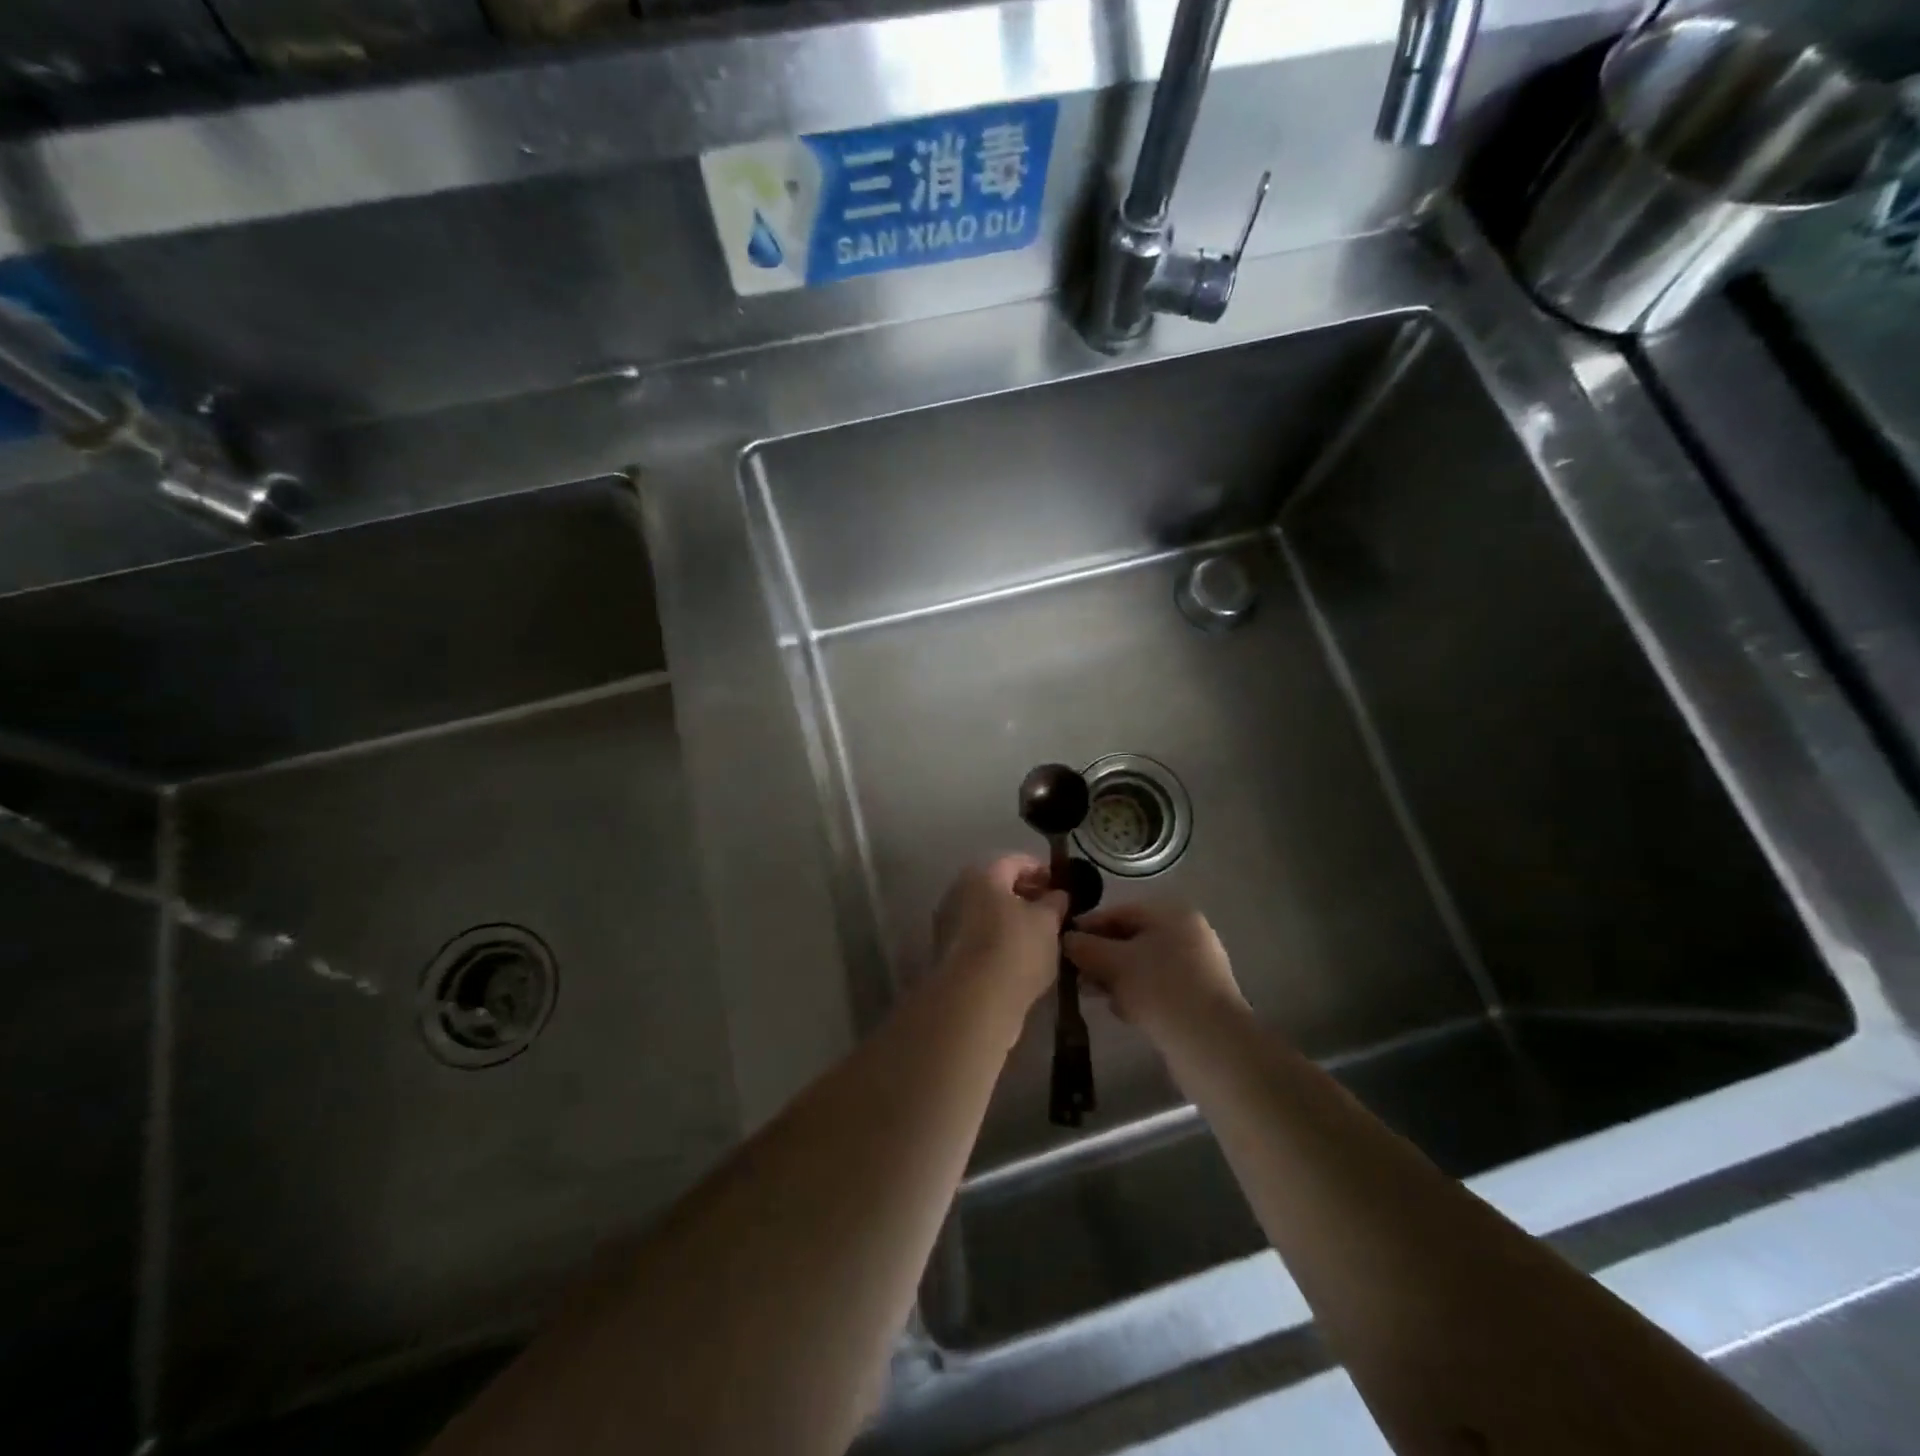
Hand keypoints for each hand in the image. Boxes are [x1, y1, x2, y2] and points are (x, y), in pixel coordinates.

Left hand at [932, 855, 1068, 1008]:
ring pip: (985, 911)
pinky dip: (996, 938)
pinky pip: (977, 934)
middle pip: (996, 885)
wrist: (972, 1002)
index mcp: (982, 874)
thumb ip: (1054, 903)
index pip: (1015, 861)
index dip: (1040, 870)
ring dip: (1010, 918)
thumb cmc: (1015, 949)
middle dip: (1024, 894)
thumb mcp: (1047, 923)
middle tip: (1051, 911)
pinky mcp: (946, 951)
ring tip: (1038, 936)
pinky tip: (1017, 956)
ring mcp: (948, 921)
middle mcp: (958, 891)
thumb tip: (1057, 894)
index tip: (1060, 885)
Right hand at [1063, 899, 1246, 1042]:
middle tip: (1076, 975)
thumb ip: (1085, 947)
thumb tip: (1066, 939)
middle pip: (1131, 939)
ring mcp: (1197, 967)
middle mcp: (1188, 934)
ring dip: (1116, 978)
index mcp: (1172, 915)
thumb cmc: (1159, 989)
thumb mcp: (1113, 963)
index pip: (1120, 912)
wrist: (1211, 1045)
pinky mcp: (1198, 997)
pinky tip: (1122, 1011)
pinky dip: (1137, 994)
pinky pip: (1158, 987)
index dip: (1088, 926)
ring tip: (1094, 995)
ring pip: (1143, 965)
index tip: (1063, 944)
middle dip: (1101, 957)